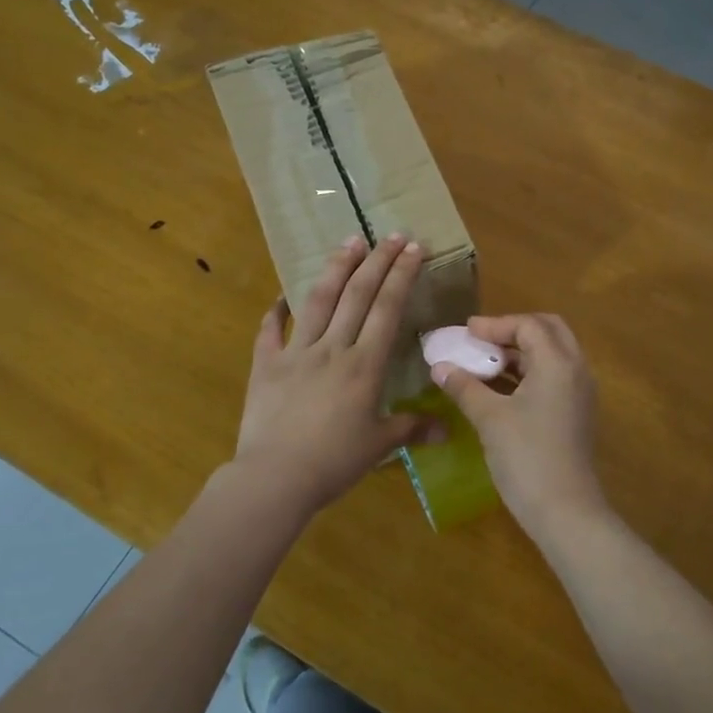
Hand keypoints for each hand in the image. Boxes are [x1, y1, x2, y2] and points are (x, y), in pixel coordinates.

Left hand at [233, 235, 443, 514]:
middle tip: (391, 234)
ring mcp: (296, 352)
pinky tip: (283, 294)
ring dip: (337, 268)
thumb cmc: (334, 462)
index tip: (413, 247)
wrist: (274, 478)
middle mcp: (333, 348)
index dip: (401, 275)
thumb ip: (412, 429)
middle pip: (358, 294)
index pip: (388, 308)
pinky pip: (270, 329)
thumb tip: (447, 429)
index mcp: (365, 365)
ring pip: (319, 300)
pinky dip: (277, 309)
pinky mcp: (265, 364)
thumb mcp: (379, 445)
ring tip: (350, 241)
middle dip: (377, 261)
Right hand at [430, 313, 610, 541]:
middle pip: (548, 331)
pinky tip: (500, 388)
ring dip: (520, 352)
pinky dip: (528, 373)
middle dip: (514, 330)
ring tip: (484, 362)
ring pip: (552, 355)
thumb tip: (439, 367)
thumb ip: (464, 387)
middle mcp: (576, 370)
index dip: (495, 324)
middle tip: (481, 340)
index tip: (466, 332)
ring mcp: (580, 393)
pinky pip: (554, 377)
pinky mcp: (576, 413)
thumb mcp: (490, 419)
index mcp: (558, 363)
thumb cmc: (526, 457)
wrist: (565, 511)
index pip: (529, 325)